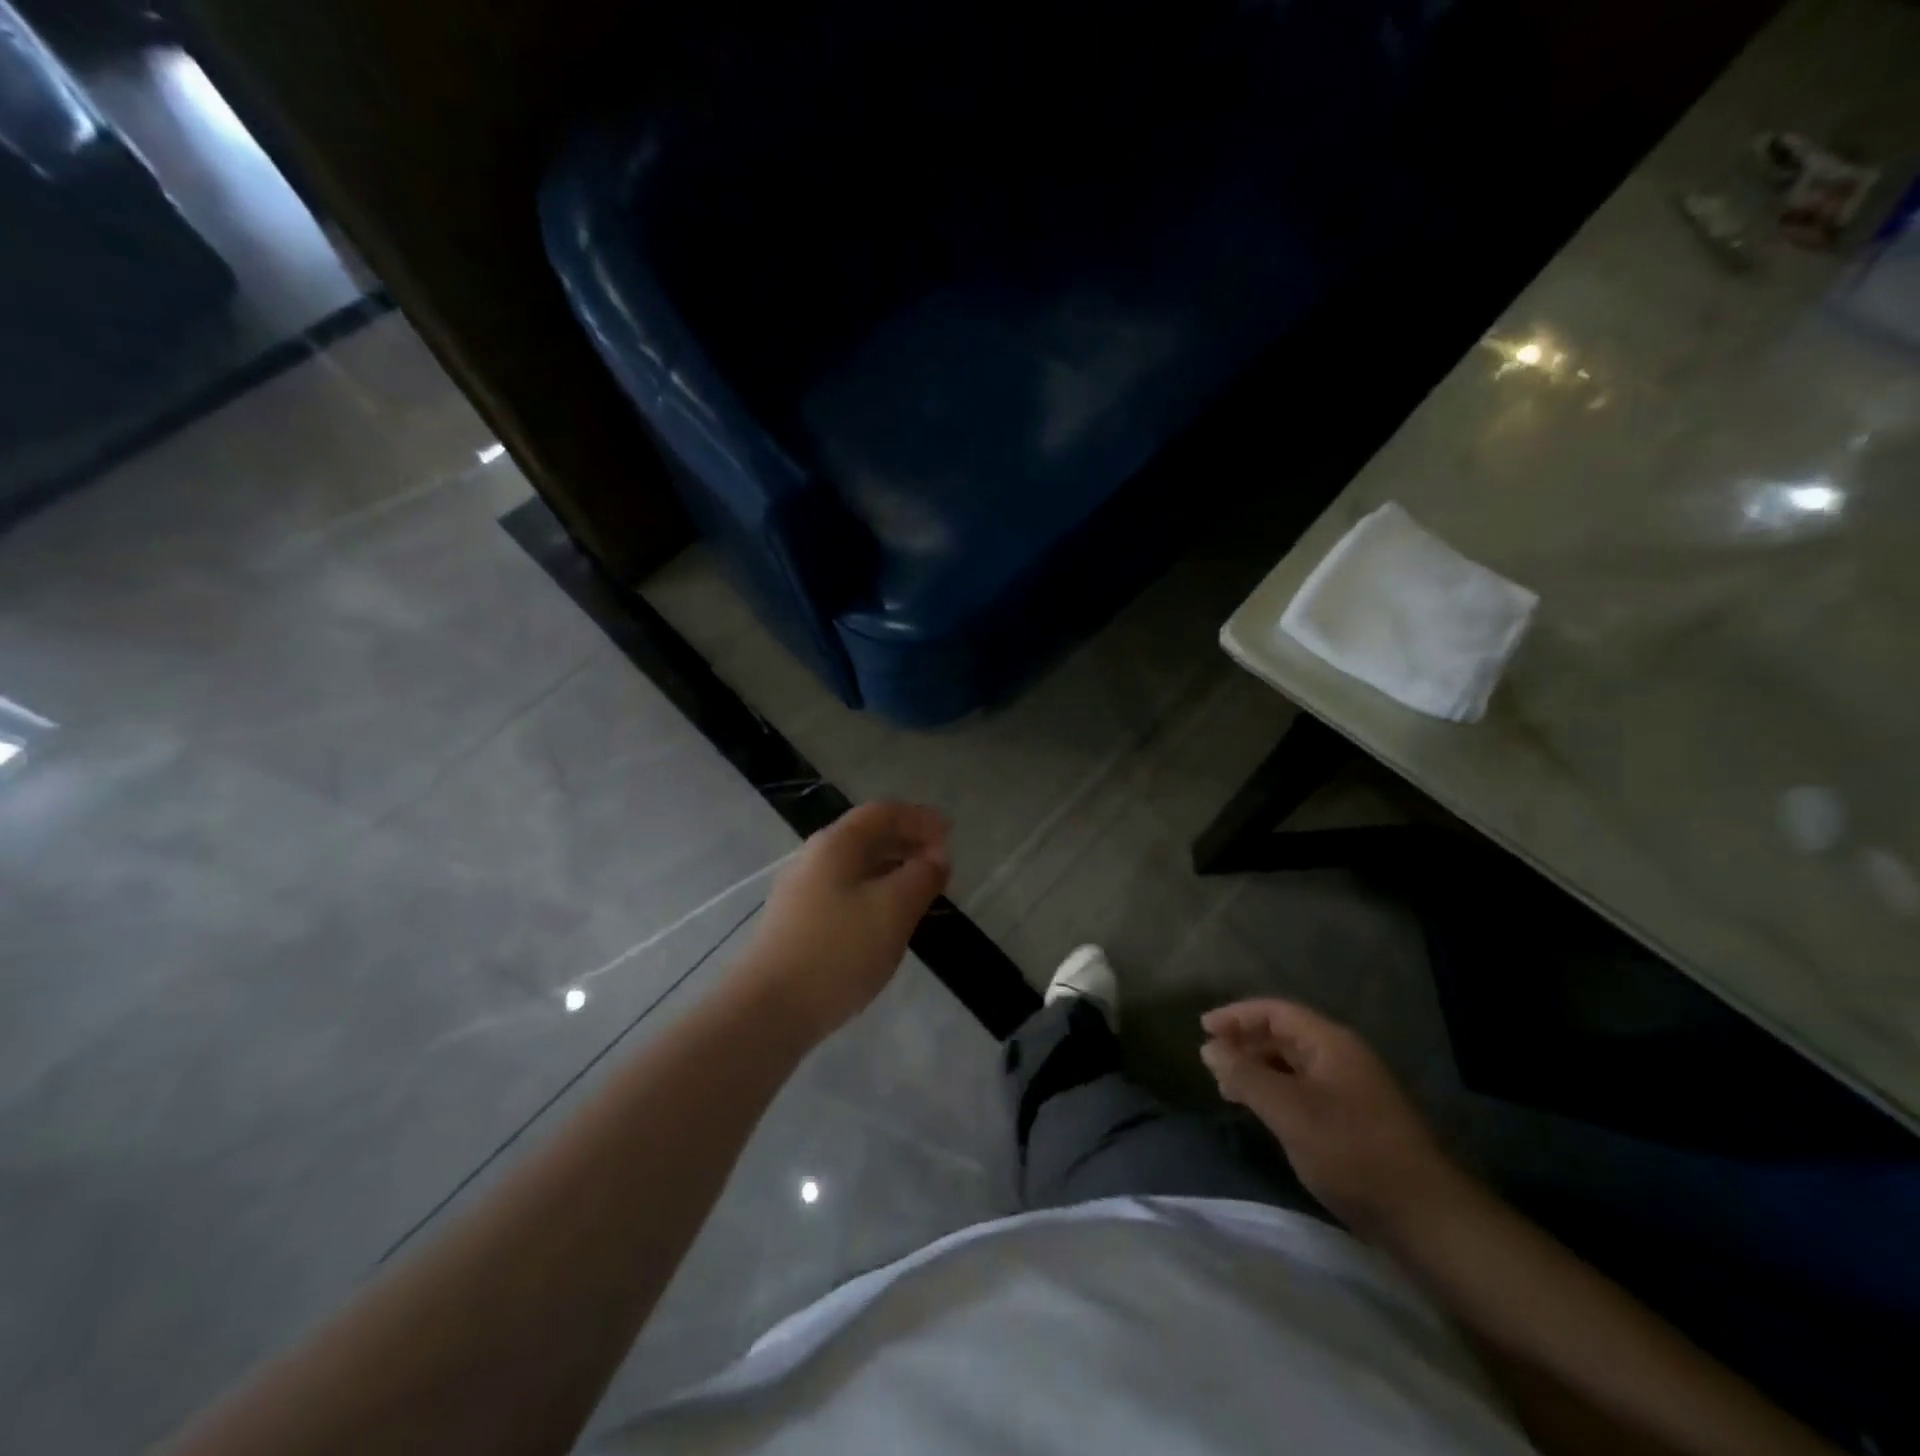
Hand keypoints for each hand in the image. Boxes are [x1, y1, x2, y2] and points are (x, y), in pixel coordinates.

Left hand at [741, 801, 950, 1039]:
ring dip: (893, 869)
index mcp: (837, 843)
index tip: (951, 833)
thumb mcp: (894, 909)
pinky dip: (875, 892)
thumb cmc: (839, 950)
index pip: (883, 812)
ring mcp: (802, 891)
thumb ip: (922, 876)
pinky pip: (846, 891)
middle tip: (942, 863)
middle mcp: (815, 857)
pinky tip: (888, 919)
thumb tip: (937, 857)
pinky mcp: (798, 921)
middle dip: (908, 842)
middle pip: (868, 835)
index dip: (920, 818)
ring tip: (921, 889)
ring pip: (856, 866)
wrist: (768, 1009)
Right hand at [1200, 999, 1458, 1235]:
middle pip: (1284, 1035)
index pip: (1275, 1011)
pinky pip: (1304, 1091)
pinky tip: (1263, 1114)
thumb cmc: (1352, 1152)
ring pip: (1292, 1065)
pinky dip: (1276, 1093)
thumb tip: (1209, 1047)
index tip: (1203, 1029)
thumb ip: (1245, 1075)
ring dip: (1258, 1070)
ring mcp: (1351, 1090)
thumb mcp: (1289, 1110)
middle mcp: (1342, 1058)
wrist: (1426, 1217)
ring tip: (1228, 1090)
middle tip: (1211, 1063)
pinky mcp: (1354, 1122)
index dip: (1236, 1015)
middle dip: (1245, 1044)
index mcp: (1331, 1043)